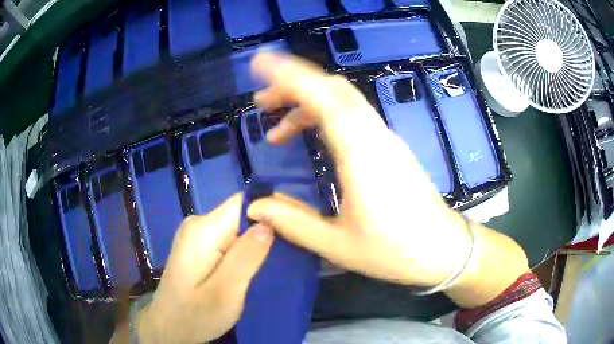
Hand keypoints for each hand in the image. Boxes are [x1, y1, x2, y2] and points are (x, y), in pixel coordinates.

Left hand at [136, 194, 272, 343]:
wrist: (169, 328)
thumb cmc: (195, 315)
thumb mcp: (226, 292)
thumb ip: (246, 257)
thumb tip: (269, 223)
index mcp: (203, 230)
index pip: (243, 202)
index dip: (269, 211)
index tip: (291, 230)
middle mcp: (197, 224)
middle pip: (240, 214)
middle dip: (264, 230)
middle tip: (286, 252)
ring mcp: (196, 235)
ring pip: (236, 228)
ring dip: (254, 242)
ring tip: (273, 261)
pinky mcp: (198, 247)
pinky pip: (228, 239)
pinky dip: (243, 250)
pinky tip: (252, 265)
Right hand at [247, 52, 471, 287]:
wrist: (442, 250)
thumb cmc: (395, 252)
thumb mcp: (338, 245)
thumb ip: (293, 223)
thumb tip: (255, 207)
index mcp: (362, 155)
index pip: (325, 99)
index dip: (291, 76)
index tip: (261, 64)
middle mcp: (375, 137)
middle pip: (334, 90)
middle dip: (294, 86)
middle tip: (262, 103)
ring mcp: (386, 139)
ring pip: (344, 101)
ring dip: (308, 102)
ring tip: (278, 130)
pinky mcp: (390, 147)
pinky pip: (354, 116)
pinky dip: (326, 116)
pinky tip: (312, 138)